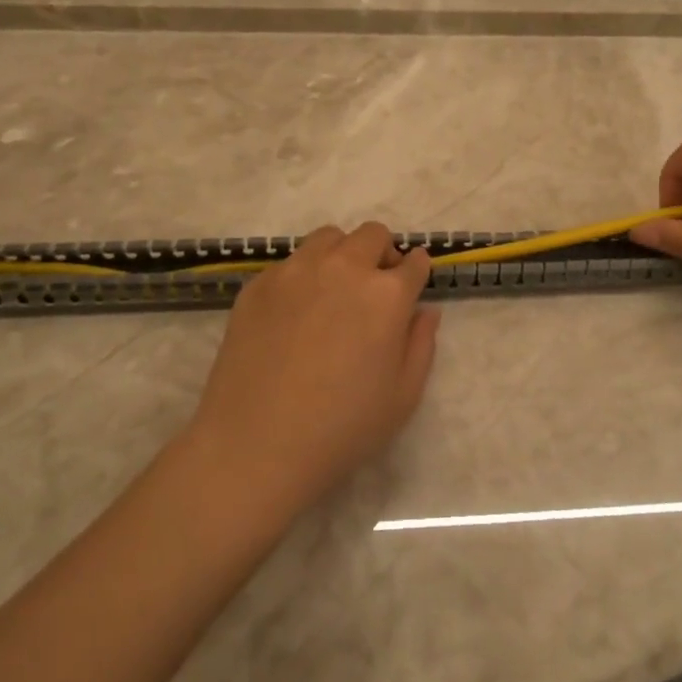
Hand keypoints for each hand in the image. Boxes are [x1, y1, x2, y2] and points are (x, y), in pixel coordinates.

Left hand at [186, 222, 440, 516]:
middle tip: (374, 290)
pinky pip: (290, 262)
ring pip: (328, 238)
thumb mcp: (403, 396)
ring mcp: (296, 271)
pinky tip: (294, 314)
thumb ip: (422, 344)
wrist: (256, 446)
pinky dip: (302, 275)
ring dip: (341, 255)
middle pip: (372, 235)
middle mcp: (343, 268)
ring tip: (333, 292)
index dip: (417, 273)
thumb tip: (425, 310)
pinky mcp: (258, 284)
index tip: (411, 285)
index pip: (414, 262)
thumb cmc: (342, 428)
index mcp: (386, 294)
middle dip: (382, 254)